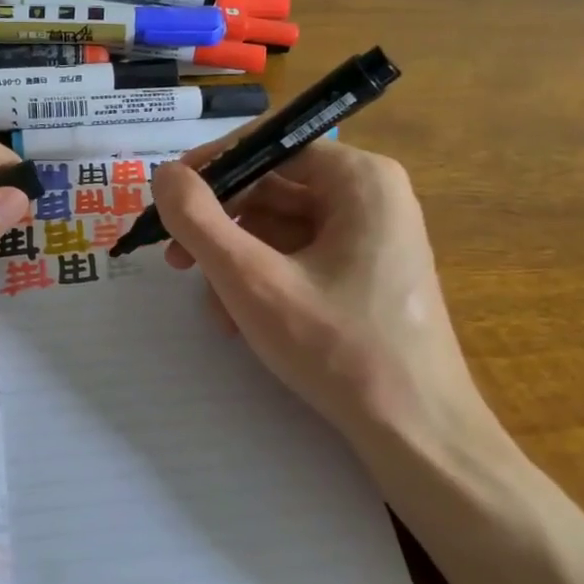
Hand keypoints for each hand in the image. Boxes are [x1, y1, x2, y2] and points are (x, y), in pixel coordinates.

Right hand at [151, 142, 498, 458]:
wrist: (418, 437)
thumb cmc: (339, 349)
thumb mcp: (252, 280)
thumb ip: (198, 220)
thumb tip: (164, 174)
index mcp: (359, 178)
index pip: (269, 146)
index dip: (211, 169)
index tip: (167, 201)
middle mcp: (371, 195)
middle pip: (272, 189)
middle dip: (220, 227)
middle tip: (176, 261)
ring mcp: (372, 236)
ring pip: (280, 228)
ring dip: (236, 262)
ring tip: (215, 308)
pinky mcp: (366, 272)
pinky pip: (300, 257)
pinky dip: (263, 280)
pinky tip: (241, 320)